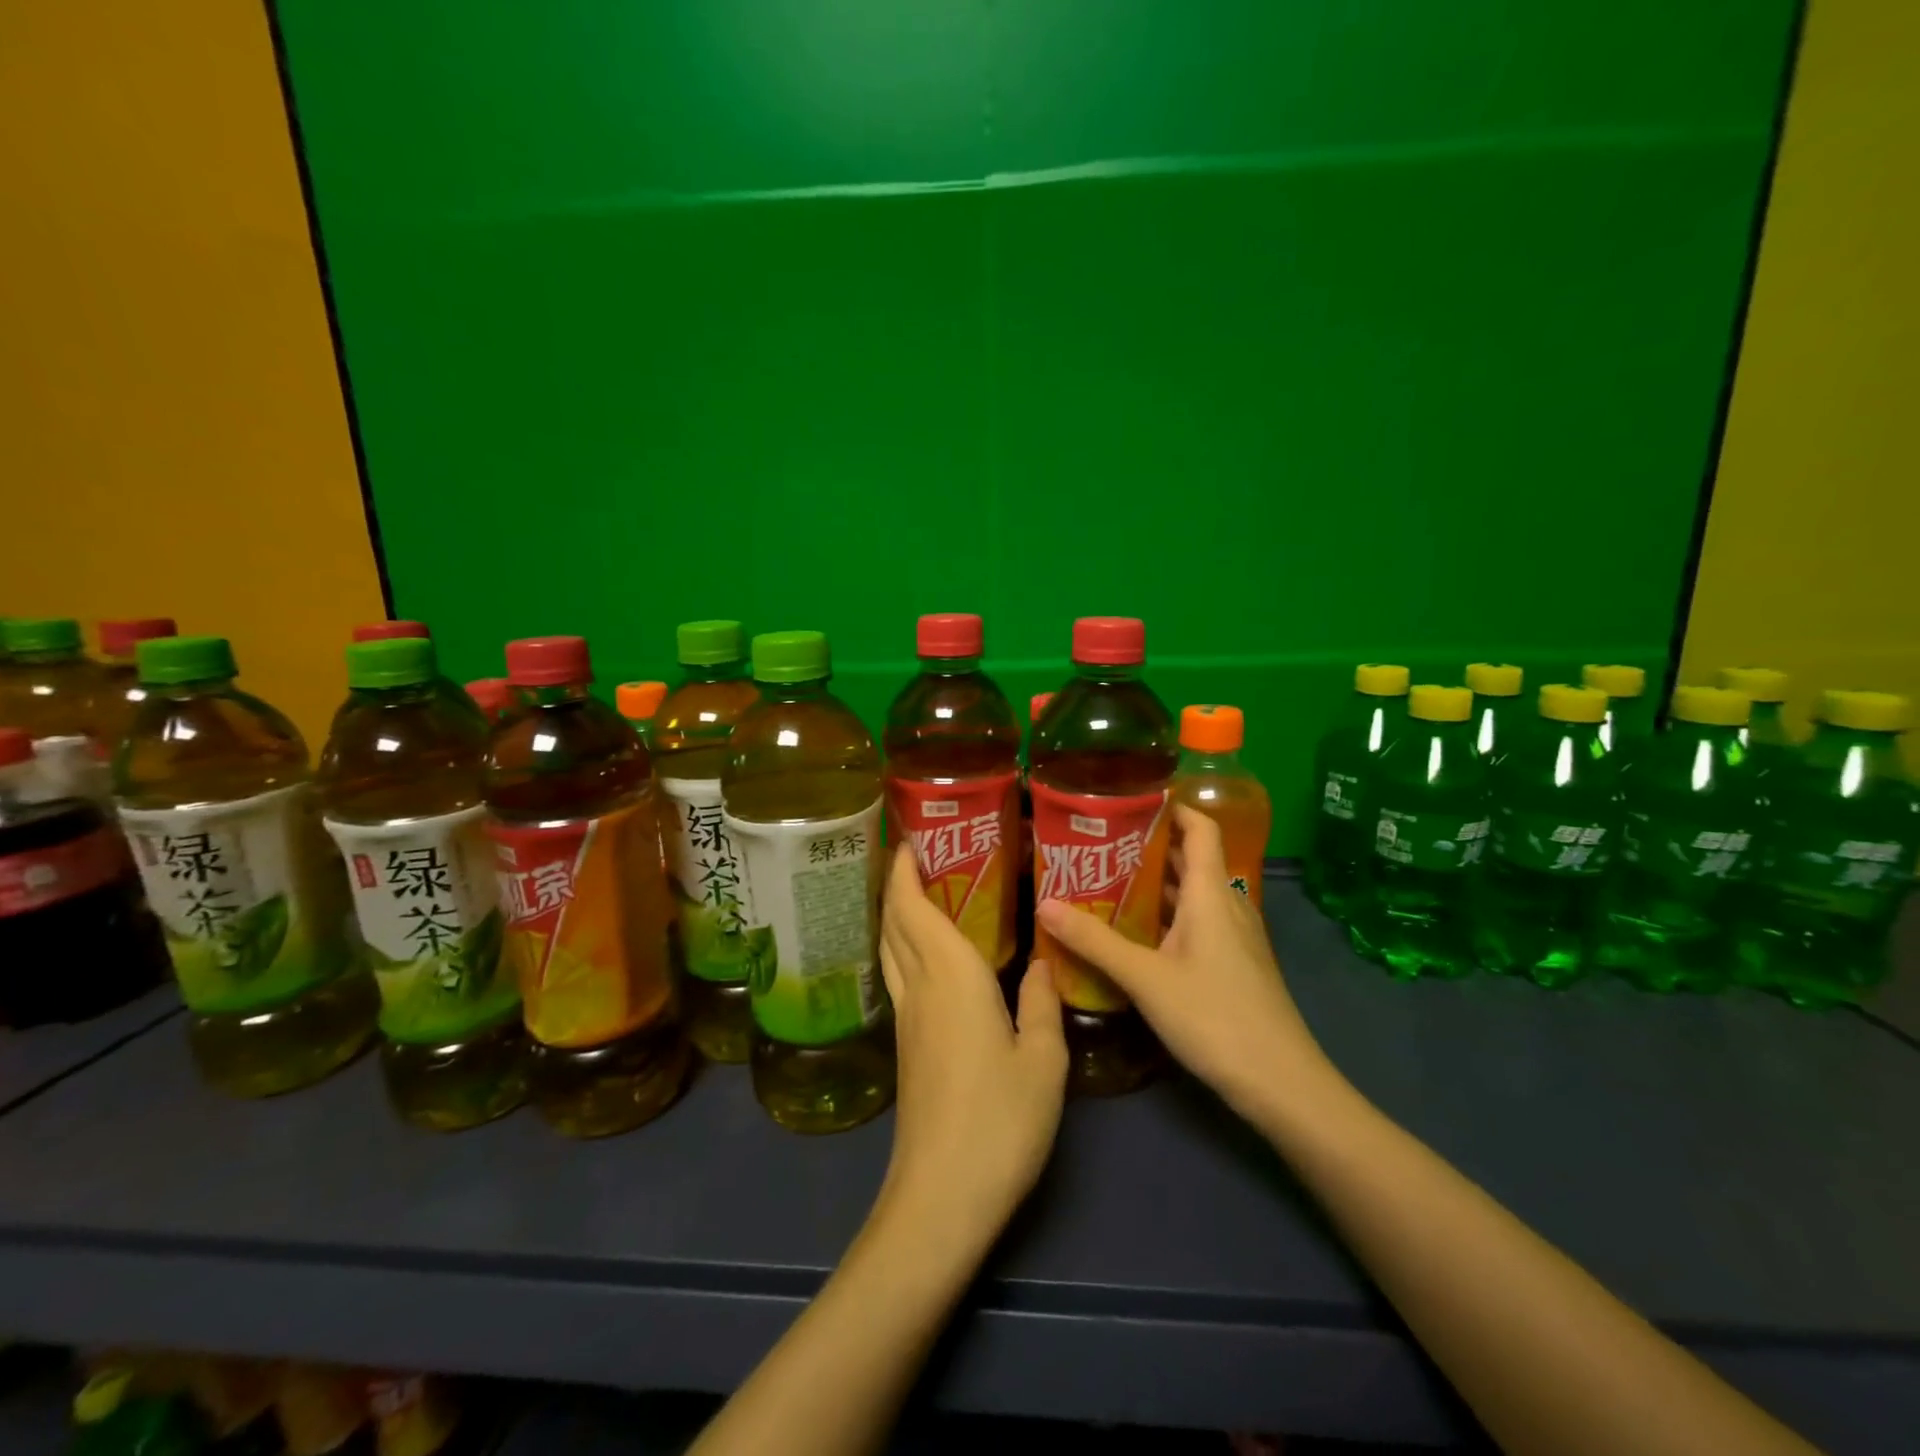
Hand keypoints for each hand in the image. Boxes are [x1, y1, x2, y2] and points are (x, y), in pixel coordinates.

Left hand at [876, 844, 1067, 1246]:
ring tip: (922, 891)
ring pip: (890, 949)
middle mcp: (920, 987)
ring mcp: (907, 1018)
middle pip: (893, 922)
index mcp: (951, 977)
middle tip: (920, 853)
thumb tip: (1043, 963)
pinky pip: (899, 975)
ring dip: (896, 913)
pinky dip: (905, 946)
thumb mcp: (1043, 1061)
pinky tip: (930, 954)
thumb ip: (1042, 1004)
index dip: (904, 869)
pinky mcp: (906, 1045)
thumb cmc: (999, 1121)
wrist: (941, 1196)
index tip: (910, 837)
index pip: (912, 908)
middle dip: (897, 882)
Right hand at [1035, 805, 1333, 1120]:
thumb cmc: (1215, 1017)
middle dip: (1147, 846)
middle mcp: (1226, 904)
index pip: (1200, 827)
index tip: (1129, 798)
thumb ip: (1094, 941)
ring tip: (1104, 881)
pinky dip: (1165, 916)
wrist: (1281, 1083)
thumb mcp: (1145, 978)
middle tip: (1097, 843)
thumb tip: (1043, 904)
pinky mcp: (1232, 963)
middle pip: (1190, 858)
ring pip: (1191, 894)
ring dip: (1153, 884)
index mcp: (1211, 892)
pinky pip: (1195, 922)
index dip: (1172, 806)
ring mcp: (1233, 936)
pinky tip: (1132, 933)